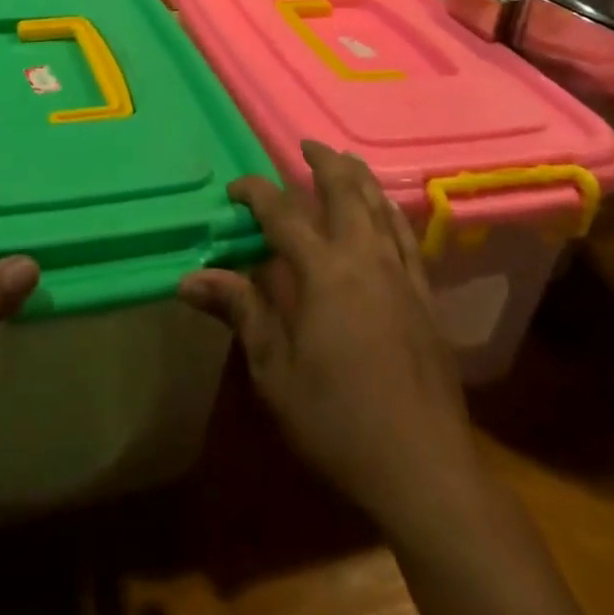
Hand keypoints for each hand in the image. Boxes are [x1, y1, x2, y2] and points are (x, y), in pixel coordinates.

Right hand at [179, 141, 473, 532]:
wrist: (425, 469)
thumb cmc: (339, 421)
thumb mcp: (276, 372)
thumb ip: (240, 312)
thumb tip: (189, 278)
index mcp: (323, 271)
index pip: (282, 214)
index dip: (256, 193)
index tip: (234, 188)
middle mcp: (364, 257)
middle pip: (345, 191)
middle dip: (323, 162)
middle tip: (305, 145)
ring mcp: (400, 273)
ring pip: (380, 205)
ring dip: (359, 177)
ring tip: (345, 160)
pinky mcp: (425, 295)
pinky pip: (406, 235)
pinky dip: (390, 211)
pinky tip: (386, 210)